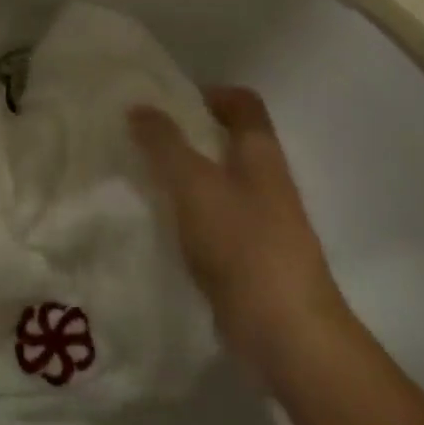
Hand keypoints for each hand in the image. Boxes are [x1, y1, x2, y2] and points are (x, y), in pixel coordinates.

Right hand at [129, 86, 347, 376]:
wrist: (285, 331)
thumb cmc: (242, 244)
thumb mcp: (194, 184)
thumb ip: (165, 144)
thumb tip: (139, 107)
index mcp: (260, 153)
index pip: (242, 103)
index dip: (208, 93)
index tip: (166, 102)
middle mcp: (265, 181)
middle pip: (226, 142)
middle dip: (185, 136)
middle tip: (139, 139)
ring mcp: (260, 221)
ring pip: (216, 183)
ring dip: (182, 177)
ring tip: (138, 178)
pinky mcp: (248, 257)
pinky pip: (212, 221)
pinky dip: (186, 215)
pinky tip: (156, 224)